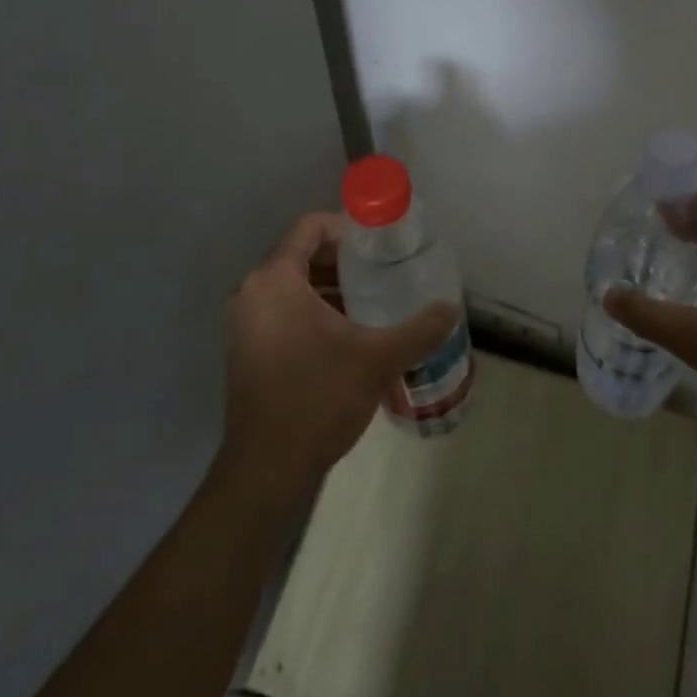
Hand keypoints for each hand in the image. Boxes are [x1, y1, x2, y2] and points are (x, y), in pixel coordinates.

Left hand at [220, 214, 457, 492]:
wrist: (267, 469)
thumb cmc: (317, 399)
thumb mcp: (377, 360)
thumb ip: (418, 330)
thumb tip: (451, 309)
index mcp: (274, 281)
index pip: (309, 227)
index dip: (347, 227)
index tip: (381, 244)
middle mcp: (252, 292)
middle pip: (301, 253)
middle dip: (344, 258)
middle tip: (384, 270)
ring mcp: (246, 322)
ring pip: (293, 283)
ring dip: (331, 284)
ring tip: (373, 298)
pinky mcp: (248, 347)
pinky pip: (284, 308)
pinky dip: (314, 307)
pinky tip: (349, 330)